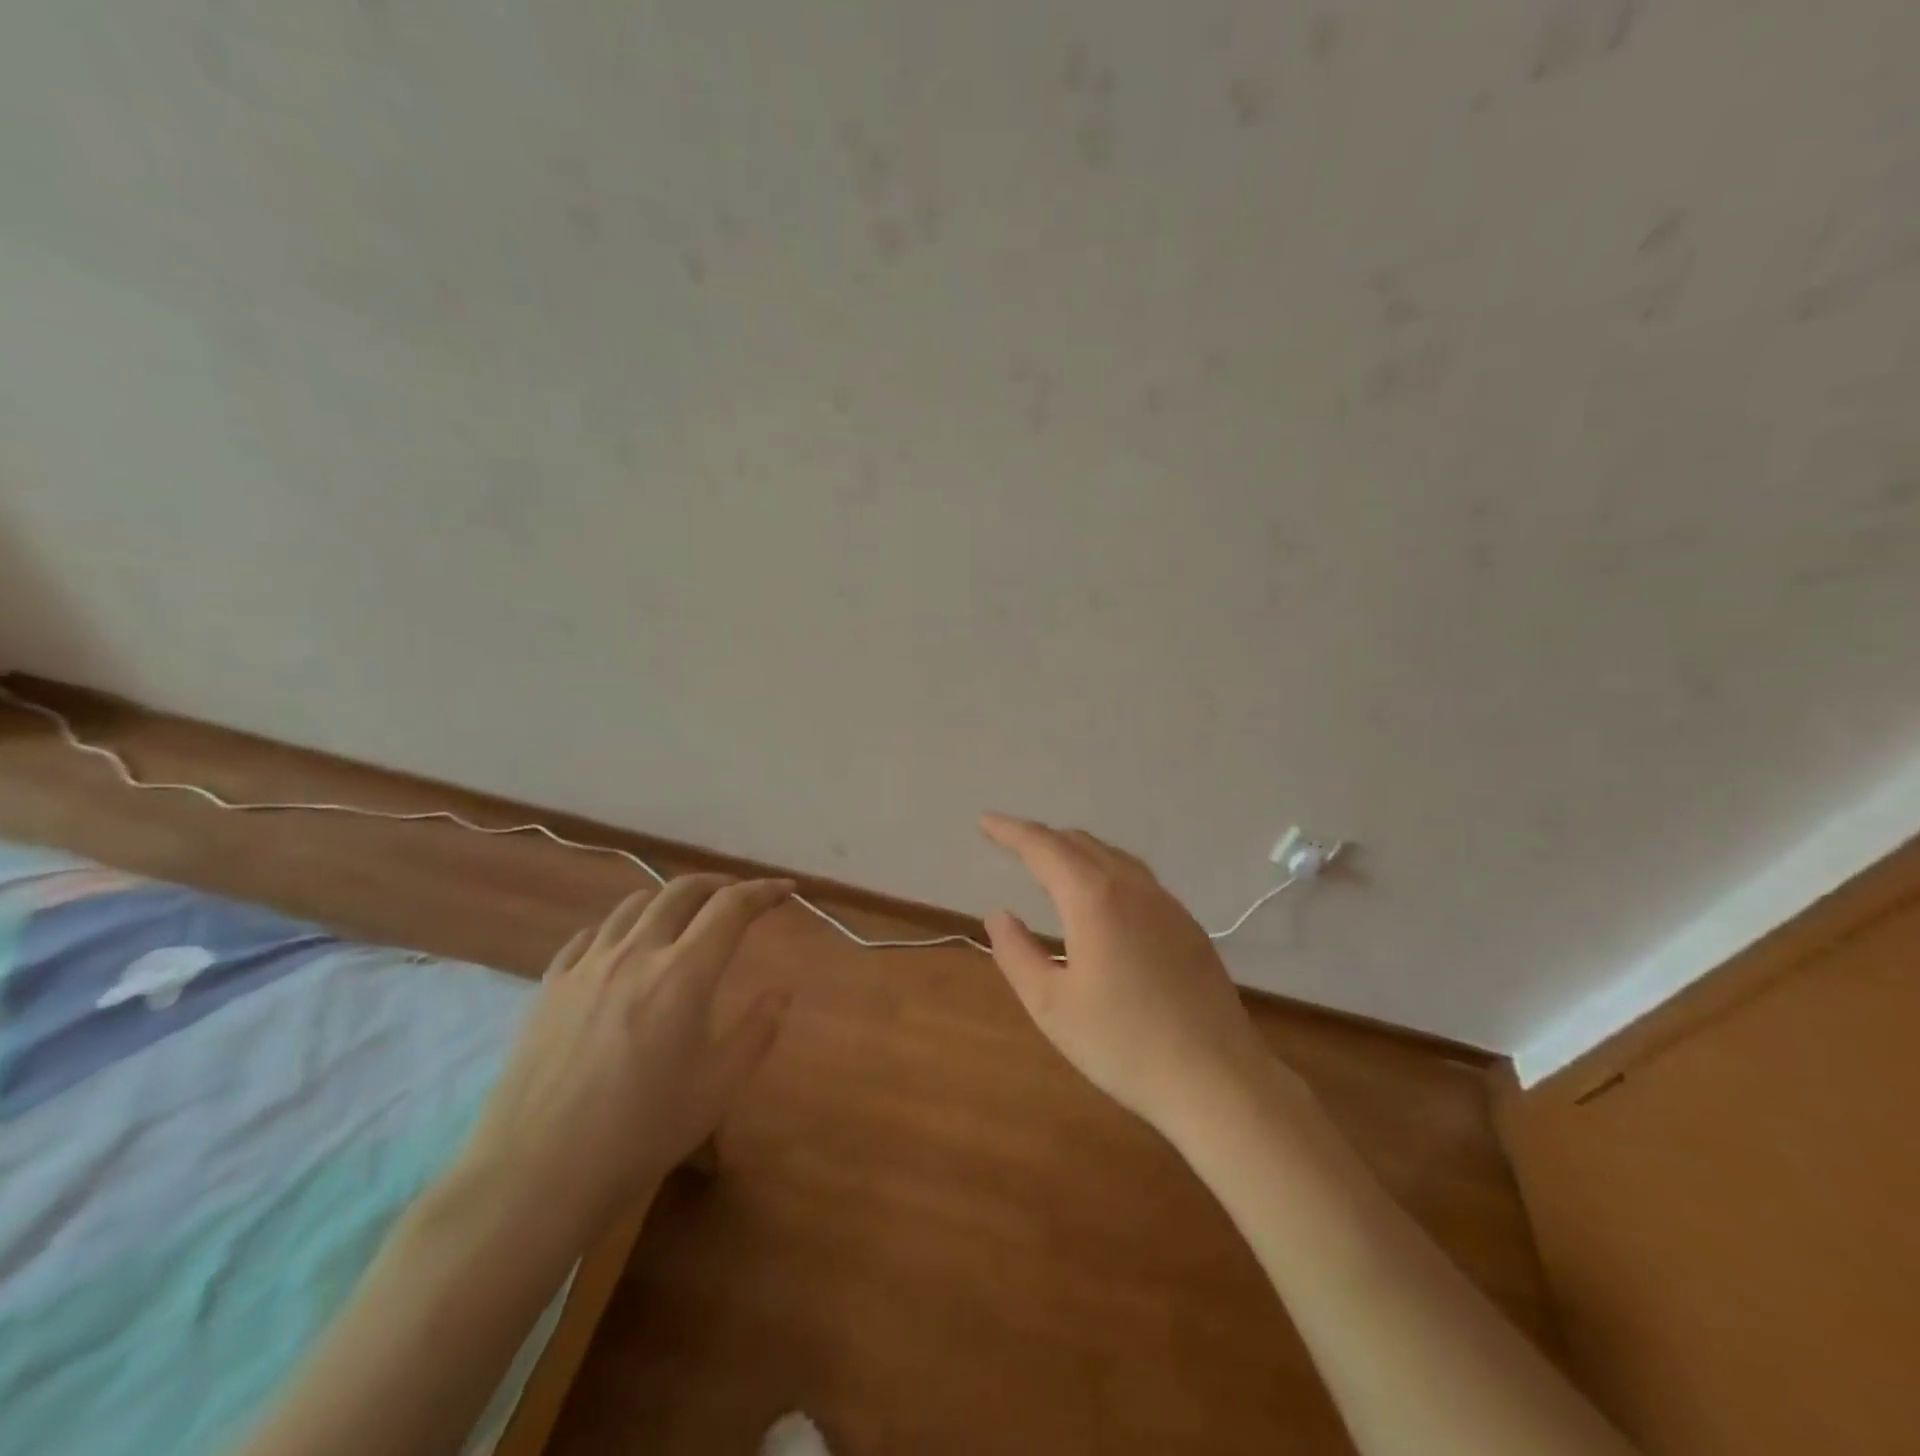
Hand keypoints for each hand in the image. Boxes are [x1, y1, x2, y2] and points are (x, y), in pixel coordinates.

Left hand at [451, 875, 793, 1246]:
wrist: (534, 1176)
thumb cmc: (640, 1132)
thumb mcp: (717, 1088)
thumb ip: (757, 1031)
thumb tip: (780, 993)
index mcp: (683, 974)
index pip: (732, 907)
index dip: (764, 891)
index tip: (786, 889)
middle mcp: (636, 953)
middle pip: (681, 891)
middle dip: (718, 883)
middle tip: (739, 895)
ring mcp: (586, 967)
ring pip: (633, 905)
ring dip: (668, 899)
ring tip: (683, 917)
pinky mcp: (549, 987)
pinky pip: (588, 936)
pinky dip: (618, 928)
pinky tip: (620, 948)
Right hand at [979, 814, 1278, 1136]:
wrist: (1216, 1078)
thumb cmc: (1122, 1044)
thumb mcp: (1051, 1005)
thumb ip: (1016, 953)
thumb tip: (999, 914)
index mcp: (1094, 899)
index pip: (1043, 847)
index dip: (1010, 831)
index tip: (985, 821)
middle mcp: (1132, 887)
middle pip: (1079, 843)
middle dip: (1041, 838)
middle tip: (1010, 844)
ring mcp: (1166, 903)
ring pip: (1112, 855)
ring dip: (1075, 850)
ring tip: (1051, 863)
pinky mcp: (1187, 924)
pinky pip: (1136, 876)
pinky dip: (1104, 869)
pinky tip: (1102, 897)